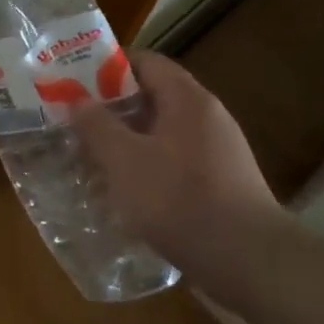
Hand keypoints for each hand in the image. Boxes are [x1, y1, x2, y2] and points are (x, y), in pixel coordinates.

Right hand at [72, 52, 291, 317]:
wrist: (248, 261)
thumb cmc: (179, 199)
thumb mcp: (124, 160)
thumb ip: (97, 125)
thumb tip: (78, 100)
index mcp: (187, 99)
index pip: (146, 62)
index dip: (107, 66)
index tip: (74, 81)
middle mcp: (207, 117)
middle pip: (153, 97)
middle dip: (111, 108)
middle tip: (74, 121)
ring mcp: (217, 152)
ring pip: (161, 133)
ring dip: (126, 141)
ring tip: (90, 156)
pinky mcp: (220, 183)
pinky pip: (174, 161)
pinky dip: (146, 167)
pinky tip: (124, 190)